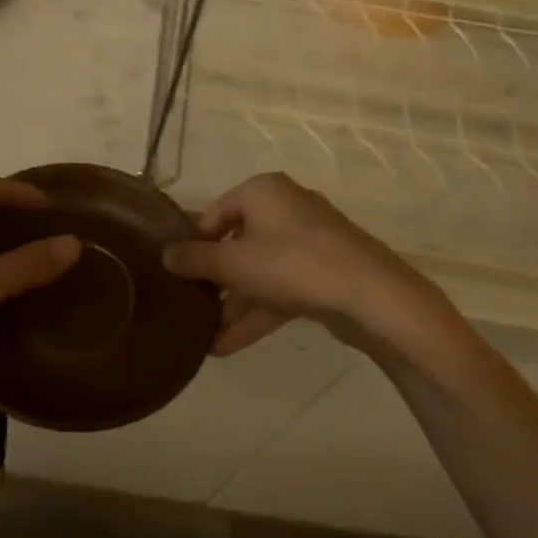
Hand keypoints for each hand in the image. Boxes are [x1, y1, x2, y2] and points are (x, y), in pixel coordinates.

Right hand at [162, 173, 454, 357]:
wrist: (372, 296)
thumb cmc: (293, 264)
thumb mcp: (234, 262)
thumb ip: (194, 259)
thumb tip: (165, 255)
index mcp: (263, 192)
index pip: (215, 212)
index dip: (194, 242)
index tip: (178, 272)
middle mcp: (285, 209)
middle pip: (237, 243)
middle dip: (214, 280)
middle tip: (189, 305)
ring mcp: (308, 243)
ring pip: (259, 272)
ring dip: (233, 305)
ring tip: (203, 336)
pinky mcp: (323, 274)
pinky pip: (279, 290)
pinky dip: (256, 313)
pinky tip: (227, 345)